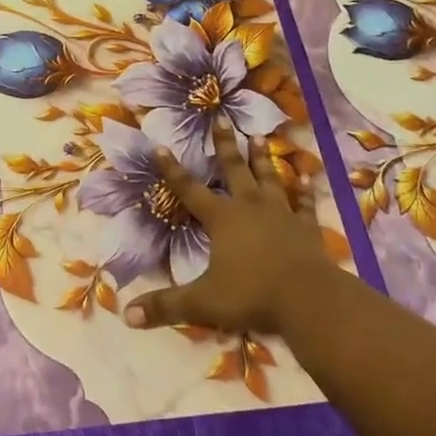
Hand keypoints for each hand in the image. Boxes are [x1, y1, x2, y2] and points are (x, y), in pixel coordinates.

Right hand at [124, 121, 335, 335]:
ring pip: (269, 179)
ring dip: (263, 159)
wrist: (308, 300)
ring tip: (259, 137)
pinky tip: (307, 174)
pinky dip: (304, 188)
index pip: (190, 190)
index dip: (172, 170)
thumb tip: (126, 316)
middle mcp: (249, 208)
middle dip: (225, 146)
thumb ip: (165, 306)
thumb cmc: (252, 296)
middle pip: (234, 171)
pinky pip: (304, 202)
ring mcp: (281, 214)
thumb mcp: (202, 303)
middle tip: (222, 120)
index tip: (159, 146)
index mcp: (222, 220)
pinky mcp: (307, 227)